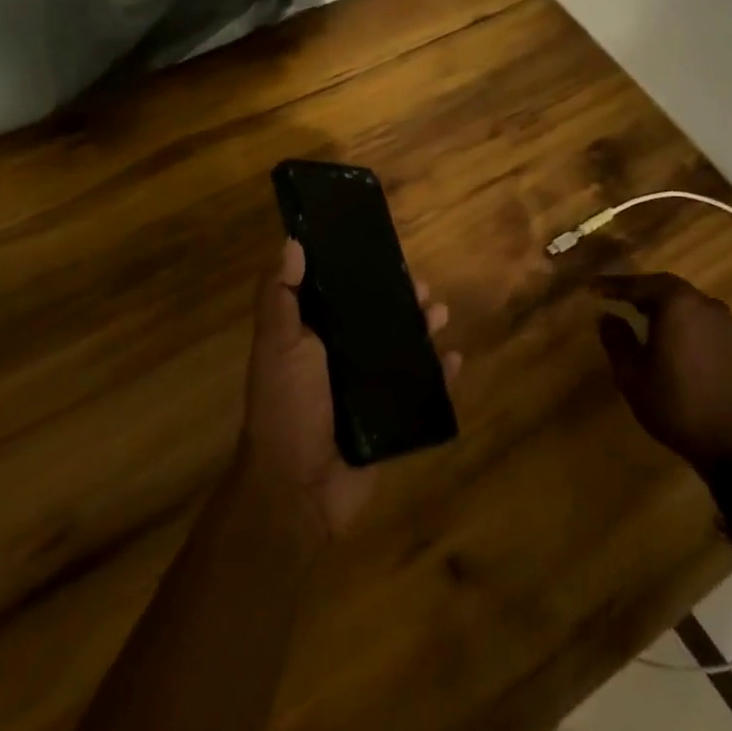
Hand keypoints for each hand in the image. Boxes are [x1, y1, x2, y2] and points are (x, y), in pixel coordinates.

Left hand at [238, 239, 461, 543]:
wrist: (298, 488)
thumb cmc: (286, 406)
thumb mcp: (276, 345)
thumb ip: (280, 296)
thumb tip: (291, 242)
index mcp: (312, 337)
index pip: (340, 295)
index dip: (361, 273)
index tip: (383, 252)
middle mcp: (340, 359)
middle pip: (378, 320)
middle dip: (403, 300)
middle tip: (424, 288)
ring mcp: (368, 391)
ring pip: (404, 351)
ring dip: (425, 329)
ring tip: (441, 314)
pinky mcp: (391, 420)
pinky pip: (423, 392)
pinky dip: (441, 375)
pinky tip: (455, 359)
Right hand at [595, 273, 731, 472]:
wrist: (729, 443)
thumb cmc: (672, 404)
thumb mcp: (631, 373)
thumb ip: (616, 338)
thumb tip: (608, 316)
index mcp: (677, 305)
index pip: (639, 285)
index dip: (613, 286)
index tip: (592, 287)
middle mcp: (704, 304)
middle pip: (666, 286)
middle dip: (639, 290)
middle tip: (615, 296)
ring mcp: (725, 322)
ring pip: (686, 301)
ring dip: (662, 303)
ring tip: (639, 312)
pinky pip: (701, 317)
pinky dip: (681, 318)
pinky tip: (670, 334)